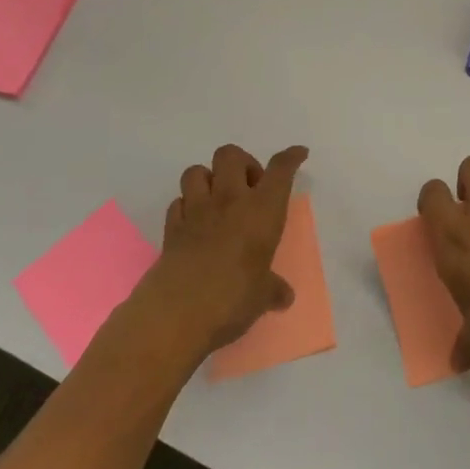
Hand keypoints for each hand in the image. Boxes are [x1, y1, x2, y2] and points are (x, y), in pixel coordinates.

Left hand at [143, 143, 306, 353]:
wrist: (175, 315)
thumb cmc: (232, 298)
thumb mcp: (262, 296)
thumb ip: (273, 290)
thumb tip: (284, 297)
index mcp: (262, 210)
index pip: (281, 170)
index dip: (291, 157)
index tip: (299, 154)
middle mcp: (229, 200)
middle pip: (231, 155)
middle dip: (242, 163)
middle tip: (250, 189)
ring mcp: (196, 211)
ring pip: (197, 171)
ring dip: (209, 179)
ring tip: (218, 201)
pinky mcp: (171, 228)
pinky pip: (177, 203)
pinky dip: (186, 207)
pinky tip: (194, 223)